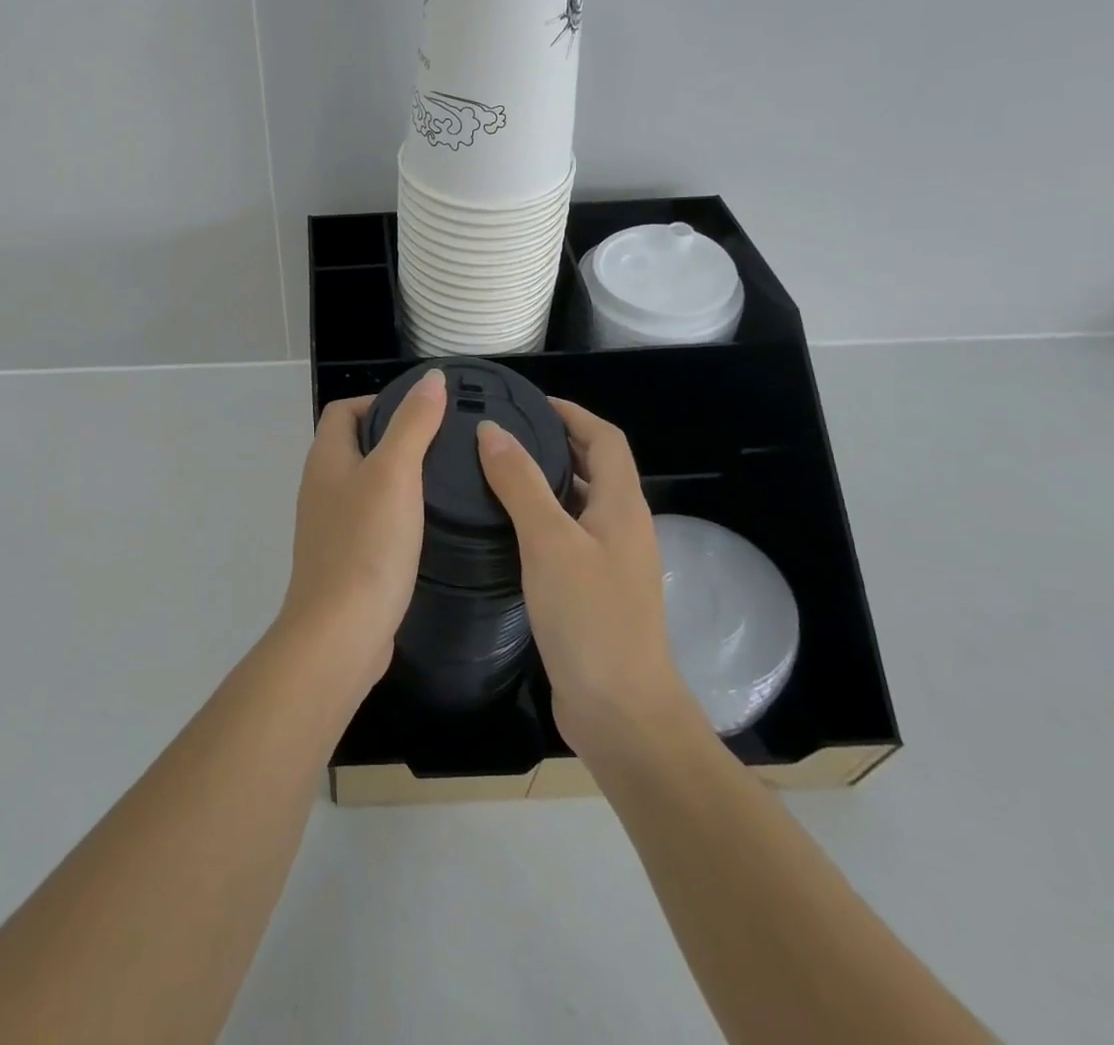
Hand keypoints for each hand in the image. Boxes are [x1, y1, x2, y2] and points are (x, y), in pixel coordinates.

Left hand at [282, 369, 447, 697]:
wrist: (340, 633)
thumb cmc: (367, 544)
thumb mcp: (395, 473)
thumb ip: (413, 424)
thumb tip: (430, 378)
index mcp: (326, 459)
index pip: (344, 410)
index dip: (379, 401)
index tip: (424, 411)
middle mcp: (321, 486)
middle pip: (355, 444)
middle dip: (394, 436)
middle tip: (444, 443)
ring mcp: (330, 525)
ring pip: (365, 484)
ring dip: (398, 476)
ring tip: (444, 478)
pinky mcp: (346, 558)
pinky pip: (371, 520)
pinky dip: (396, 511)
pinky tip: (427, 523)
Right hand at [476, 400, 692, 758]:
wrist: (621, 713)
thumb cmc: (590, 619)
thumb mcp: (549, 541)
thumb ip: (520, 482)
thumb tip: (492, 430)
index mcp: (621, 507)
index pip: (605, 439)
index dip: (572, 413)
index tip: (529, 401)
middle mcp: (621, 528)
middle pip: (593, 468)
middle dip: (554, 442)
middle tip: (501, 433)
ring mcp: (609, 563)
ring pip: (577, 504)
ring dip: (544, 481)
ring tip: (493, 471)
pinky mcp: (591, 592)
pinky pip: (565, 537)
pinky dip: (539, 519)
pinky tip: (504, 528)